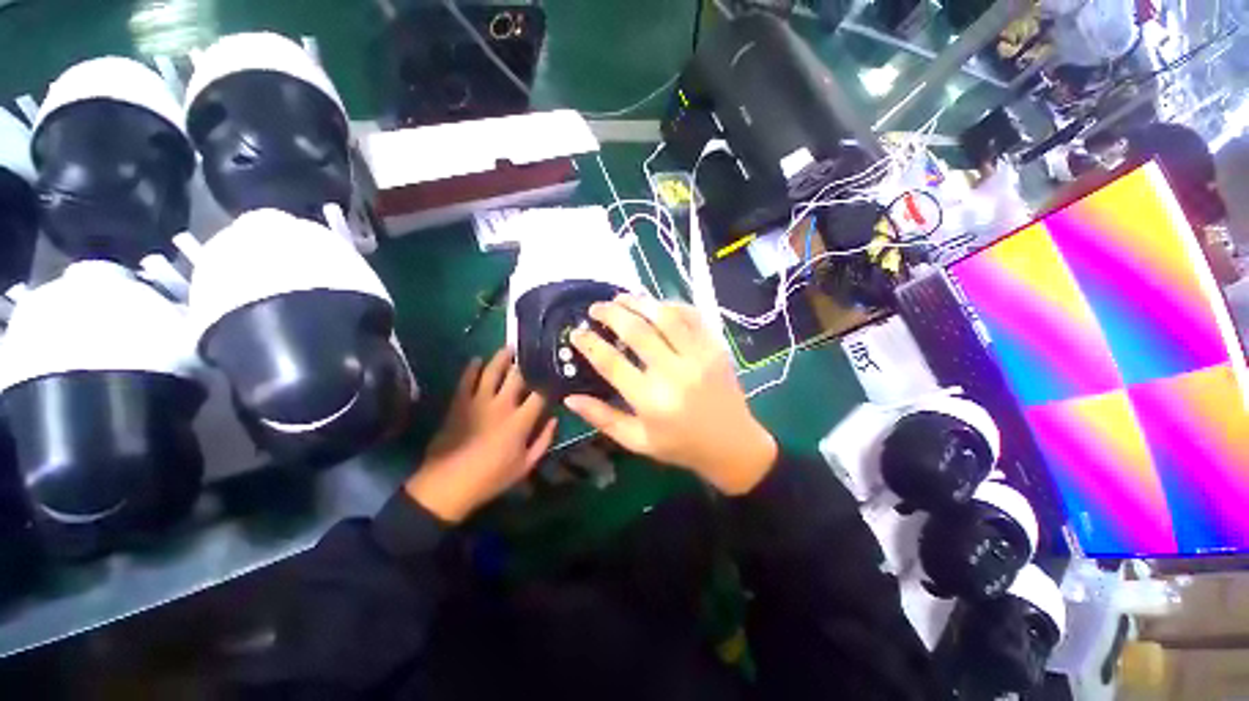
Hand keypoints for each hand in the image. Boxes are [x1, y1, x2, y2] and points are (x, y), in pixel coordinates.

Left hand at [406, 348, 556, 522]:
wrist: (447, 486)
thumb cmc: (490, 478)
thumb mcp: (525, 466)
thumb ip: (543, 440)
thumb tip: (555, 419)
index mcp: (520, 421)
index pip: (540, 394)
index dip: (549, 384)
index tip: (554, 376)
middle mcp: (502, 405)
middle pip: (518, 376)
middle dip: (527, 363)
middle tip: (533, 352)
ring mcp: (478, 401)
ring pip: (492, 371)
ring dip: (502, 357)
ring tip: (509, 347)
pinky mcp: (459, 403)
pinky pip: (466, 380)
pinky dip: (472, 368)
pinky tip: (477, 359)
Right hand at [565, 295, 776, 495]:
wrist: (733, 445)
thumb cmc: (681, 446)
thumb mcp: (637, 441)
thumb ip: (603, 418)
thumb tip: (569, 398)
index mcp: (651, 400)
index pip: (611, 363)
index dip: (589, 344)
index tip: (576, 332)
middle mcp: (674, 373)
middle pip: (637, 331)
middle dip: (611, 313)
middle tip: (595, 308)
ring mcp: (698, 357)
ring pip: (664, 316)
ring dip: (639, 302)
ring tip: (621, 298)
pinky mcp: (715, 348)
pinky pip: (691, 316)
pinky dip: (671, 305)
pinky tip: (656, 305)